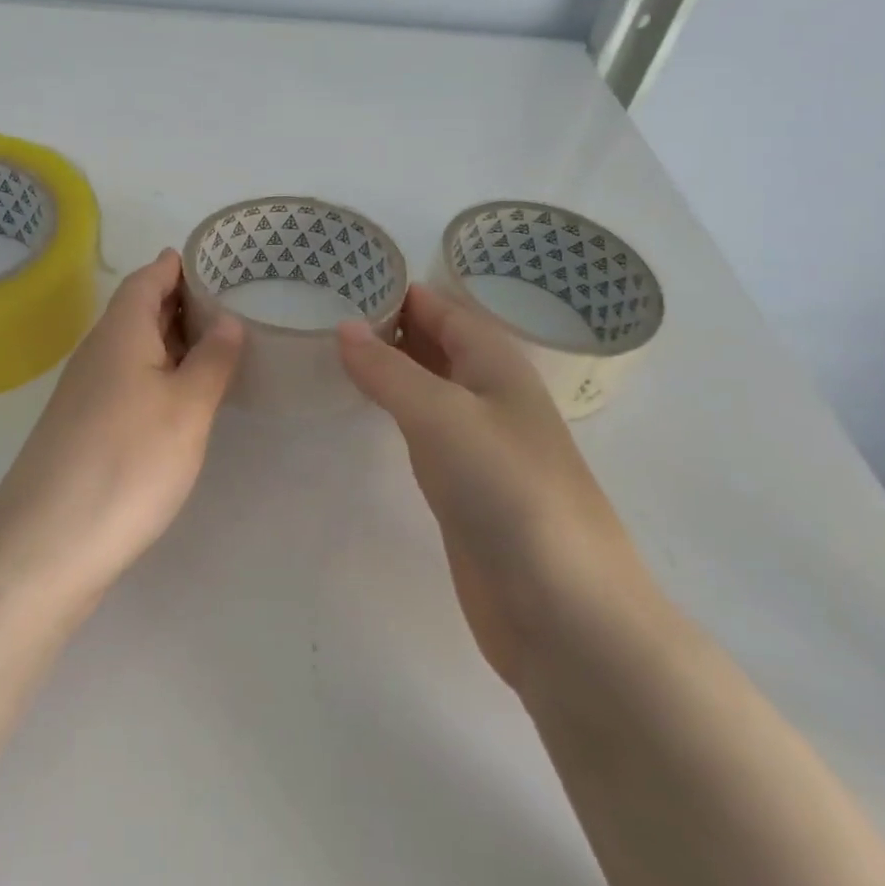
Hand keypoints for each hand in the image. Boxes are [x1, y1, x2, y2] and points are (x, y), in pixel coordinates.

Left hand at [0, 248, 245, 601]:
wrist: (47, 543)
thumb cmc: (128, 462)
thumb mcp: (186, 408)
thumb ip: (212, 360)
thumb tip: (229, 319)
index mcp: (120, 333)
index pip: (147, 279)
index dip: (176, 265)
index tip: (213, 258)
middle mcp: (97, 352)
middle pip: (138, 310)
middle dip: (179, 300)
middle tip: (230, 300)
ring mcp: (86, 391)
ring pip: (133, 347)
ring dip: (170, 339)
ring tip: (216, 342)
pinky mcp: (84, 426)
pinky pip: (126, 379)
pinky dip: (157, 372)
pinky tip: (180, 395)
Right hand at [337, 284, 656, 686]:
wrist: (563, 609)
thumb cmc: (508, 492)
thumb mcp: (442, 416)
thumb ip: (389, 370)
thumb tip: (344, 326)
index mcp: (496, 364)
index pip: (441, 307)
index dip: (396, 288)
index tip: (339, 276)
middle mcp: (490, 394)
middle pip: (435, 341)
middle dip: (386, 323)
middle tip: (321, 309)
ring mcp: (479, 442)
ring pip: (427, 384)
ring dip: (388, 364)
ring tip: (331, 347)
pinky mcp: (465, 485)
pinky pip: (422, 427)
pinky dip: (393, 408)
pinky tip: (364, 408)